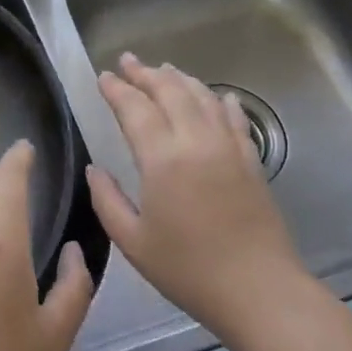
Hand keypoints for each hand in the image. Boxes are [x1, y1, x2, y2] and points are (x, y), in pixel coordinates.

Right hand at [87, 54, 309, 347]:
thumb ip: (107, 200)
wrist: (258, 289)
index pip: (135, 109)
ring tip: (163, 69)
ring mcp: (228, 147)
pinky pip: (234, 117)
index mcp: (162, 159)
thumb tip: (94, 169)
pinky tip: (215, 96)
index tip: (103, 76)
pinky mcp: (251, 159)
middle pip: (170, 91)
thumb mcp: (133, 242)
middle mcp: (196, 141)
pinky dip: (219, 100)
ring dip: (180, 79)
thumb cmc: (188, 270)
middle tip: (128, 61)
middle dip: (145, 73)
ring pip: (202, 96)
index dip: (117, 90)